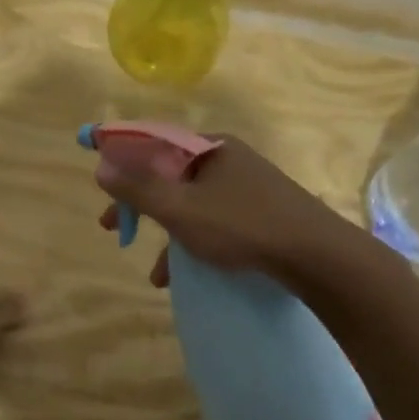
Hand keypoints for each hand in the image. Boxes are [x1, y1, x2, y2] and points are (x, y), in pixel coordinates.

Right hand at [94, 136, 351, 287]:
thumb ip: (138, 189)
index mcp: (209, 147)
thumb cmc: (242, 226)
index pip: (154, 143)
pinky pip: (215, 221)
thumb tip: (101, 166)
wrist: (317, 256)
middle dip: (140, 206)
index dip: (122, 162)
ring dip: (167, 234)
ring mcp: (247, 186)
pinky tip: (185, 276)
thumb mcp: (181, 209)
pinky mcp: (261, 212)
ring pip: (193, 204)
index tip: (102, 187)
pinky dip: (194, 243)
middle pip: (171, 176)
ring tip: (155, 272)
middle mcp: (228, 160)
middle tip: (113, 228)